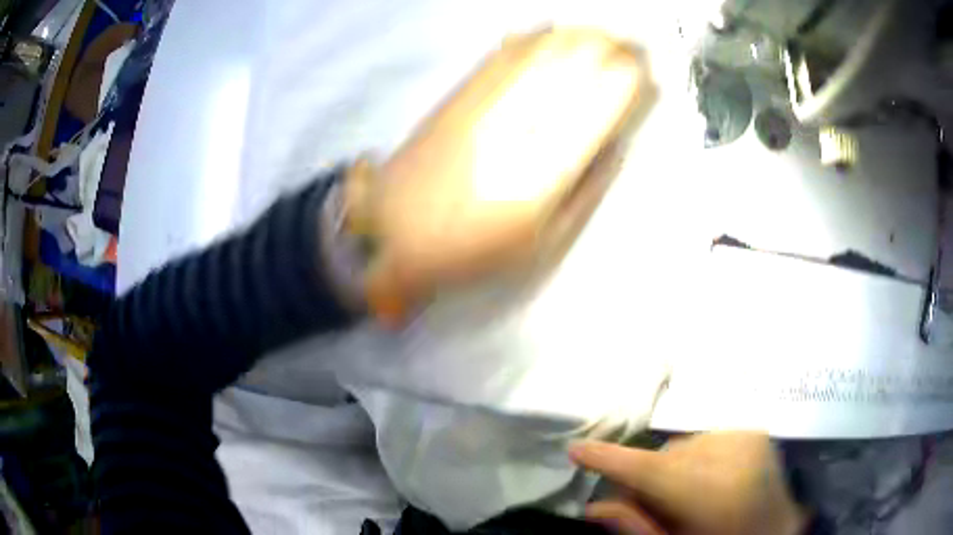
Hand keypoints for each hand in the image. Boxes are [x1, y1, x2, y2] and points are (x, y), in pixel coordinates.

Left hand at [343, 28, 654, 321]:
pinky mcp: (459, 93)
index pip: (601, 103)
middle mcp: (520, 122)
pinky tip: (550, 29)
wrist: (394, 233)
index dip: (627, 80)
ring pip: (541, 50)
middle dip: (611, 47)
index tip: (645, 72)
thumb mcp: (543, 244)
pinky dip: (532, 36)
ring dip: (577, 34)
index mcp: (548, 167)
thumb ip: (587, 191)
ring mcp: (486, 101)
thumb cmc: (474, 250)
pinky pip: (502, 52)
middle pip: (574, 65)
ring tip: (601, 32)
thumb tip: (613, 145)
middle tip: (631, 44)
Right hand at [570, 432, 806, 534]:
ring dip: (669, 468)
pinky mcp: (755, 433)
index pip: (651, 470)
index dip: (611, 460)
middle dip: (644, 476)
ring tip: (677, 496)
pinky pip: (705, 440)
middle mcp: (734, 455)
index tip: (576, 449)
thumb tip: (594, 506)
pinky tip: (701, 481)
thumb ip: (636, 528)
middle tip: (638, 502)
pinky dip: (693, 459)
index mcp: (716, 493)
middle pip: (665, 456)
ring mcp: (749, 438)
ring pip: (683, 446)